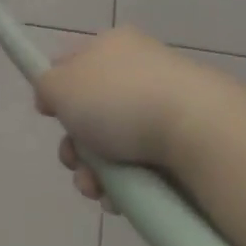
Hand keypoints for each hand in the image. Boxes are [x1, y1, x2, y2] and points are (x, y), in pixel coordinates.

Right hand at [35, 27, 245, 201]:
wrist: (200, 131)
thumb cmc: (120, 100)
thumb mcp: (60, 84)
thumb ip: (45, 85)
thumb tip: (53, 95)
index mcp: (112, 46)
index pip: (71, 63)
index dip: (55, 91)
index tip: (50, 116)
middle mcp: (139, 71)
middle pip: (89, 112)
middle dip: (74, 145)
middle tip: (74, 161)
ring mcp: (165, 106)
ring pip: (112, 145)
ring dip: (94, 172)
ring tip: (97, 190)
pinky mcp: (185, 143)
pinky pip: (141, 166)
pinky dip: (125, 185)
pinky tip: (120, 199)